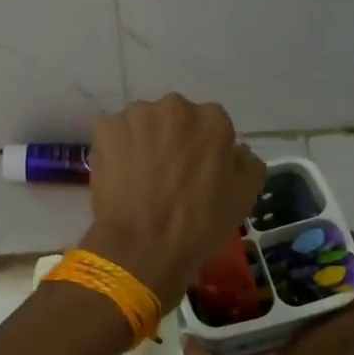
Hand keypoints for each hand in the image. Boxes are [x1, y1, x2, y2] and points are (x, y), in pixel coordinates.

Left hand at [81, 95, 264, 303]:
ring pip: (144, 124)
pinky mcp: (106, 128)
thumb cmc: (199, 225)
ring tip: (141, 176)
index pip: (212, 126)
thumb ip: (247, 163)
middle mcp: (176, 107)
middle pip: (177, 119)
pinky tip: (120, 175)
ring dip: (145, 141)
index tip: (198, 173)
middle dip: (174, 139)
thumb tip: (236, 150)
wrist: (142, 247)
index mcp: (213, 120)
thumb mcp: (244, 198)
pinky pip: (115, 133)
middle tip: (169, 174)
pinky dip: (117, 148)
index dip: (206, 151)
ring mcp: (137, 116)